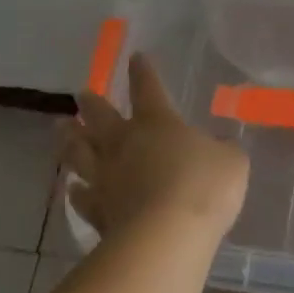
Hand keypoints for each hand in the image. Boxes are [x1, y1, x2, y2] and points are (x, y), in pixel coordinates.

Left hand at [65, 54, 248, 243]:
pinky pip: (82, 196)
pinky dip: (77, 190)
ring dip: (70, 139)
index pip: (148, 89)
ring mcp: (106, 177)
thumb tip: (220, 147)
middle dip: (92, 103)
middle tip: (81, 94)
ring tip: (61, 129)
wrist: (167, 235)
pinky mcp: (98, 211)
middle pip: (100, 116)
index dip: (143, 72)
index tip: (136, 57)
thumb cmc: (204, 187)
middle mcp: (124, 144)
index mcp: (158, 123)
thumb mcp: (232, 162)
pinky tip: (73, 188)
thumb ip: (223, 151)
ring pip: (80, 152)